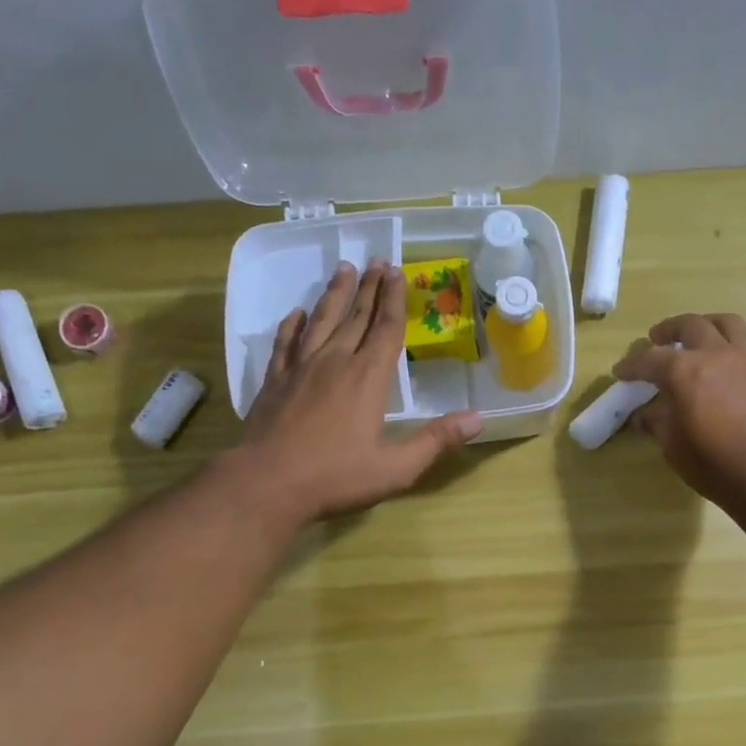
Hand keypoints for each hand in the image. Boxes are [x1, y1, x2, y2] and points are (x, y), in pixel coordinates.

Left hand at [232, 262, 480, 520]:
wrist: (267, 484)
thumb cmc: (336, 477)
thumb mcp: (396, 467)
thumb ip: (436, 441)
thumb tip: (477, 418)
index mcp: (367, 378)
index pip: (385, 329)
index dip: (393, 299)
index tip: (396, 272)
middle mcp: (334, 362)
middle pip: (355, 317)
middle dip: (368, 288)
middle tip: (376, 261)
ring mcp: (300, 369)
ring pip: (321, 321)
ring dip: (334, 295)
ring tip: (343, 270)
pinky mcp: (274, 382)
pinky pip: (285, 343)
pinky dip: (292, 325)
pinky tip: (296, 314)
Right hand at [615, 313, 745, 501]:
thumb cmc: (709, 460)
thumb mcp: (671, 445)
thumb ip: (657, 423)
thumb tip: (644, 416)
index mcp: (682, 370)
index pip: (649, 360)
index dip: (631, 365)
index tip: (620, 372)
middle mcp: (714, 355)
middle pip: (690, 325)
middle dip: (669, 329)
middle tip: (658, 338)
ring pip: (730, 324)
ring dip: (712, 324)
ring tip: (703, 334)